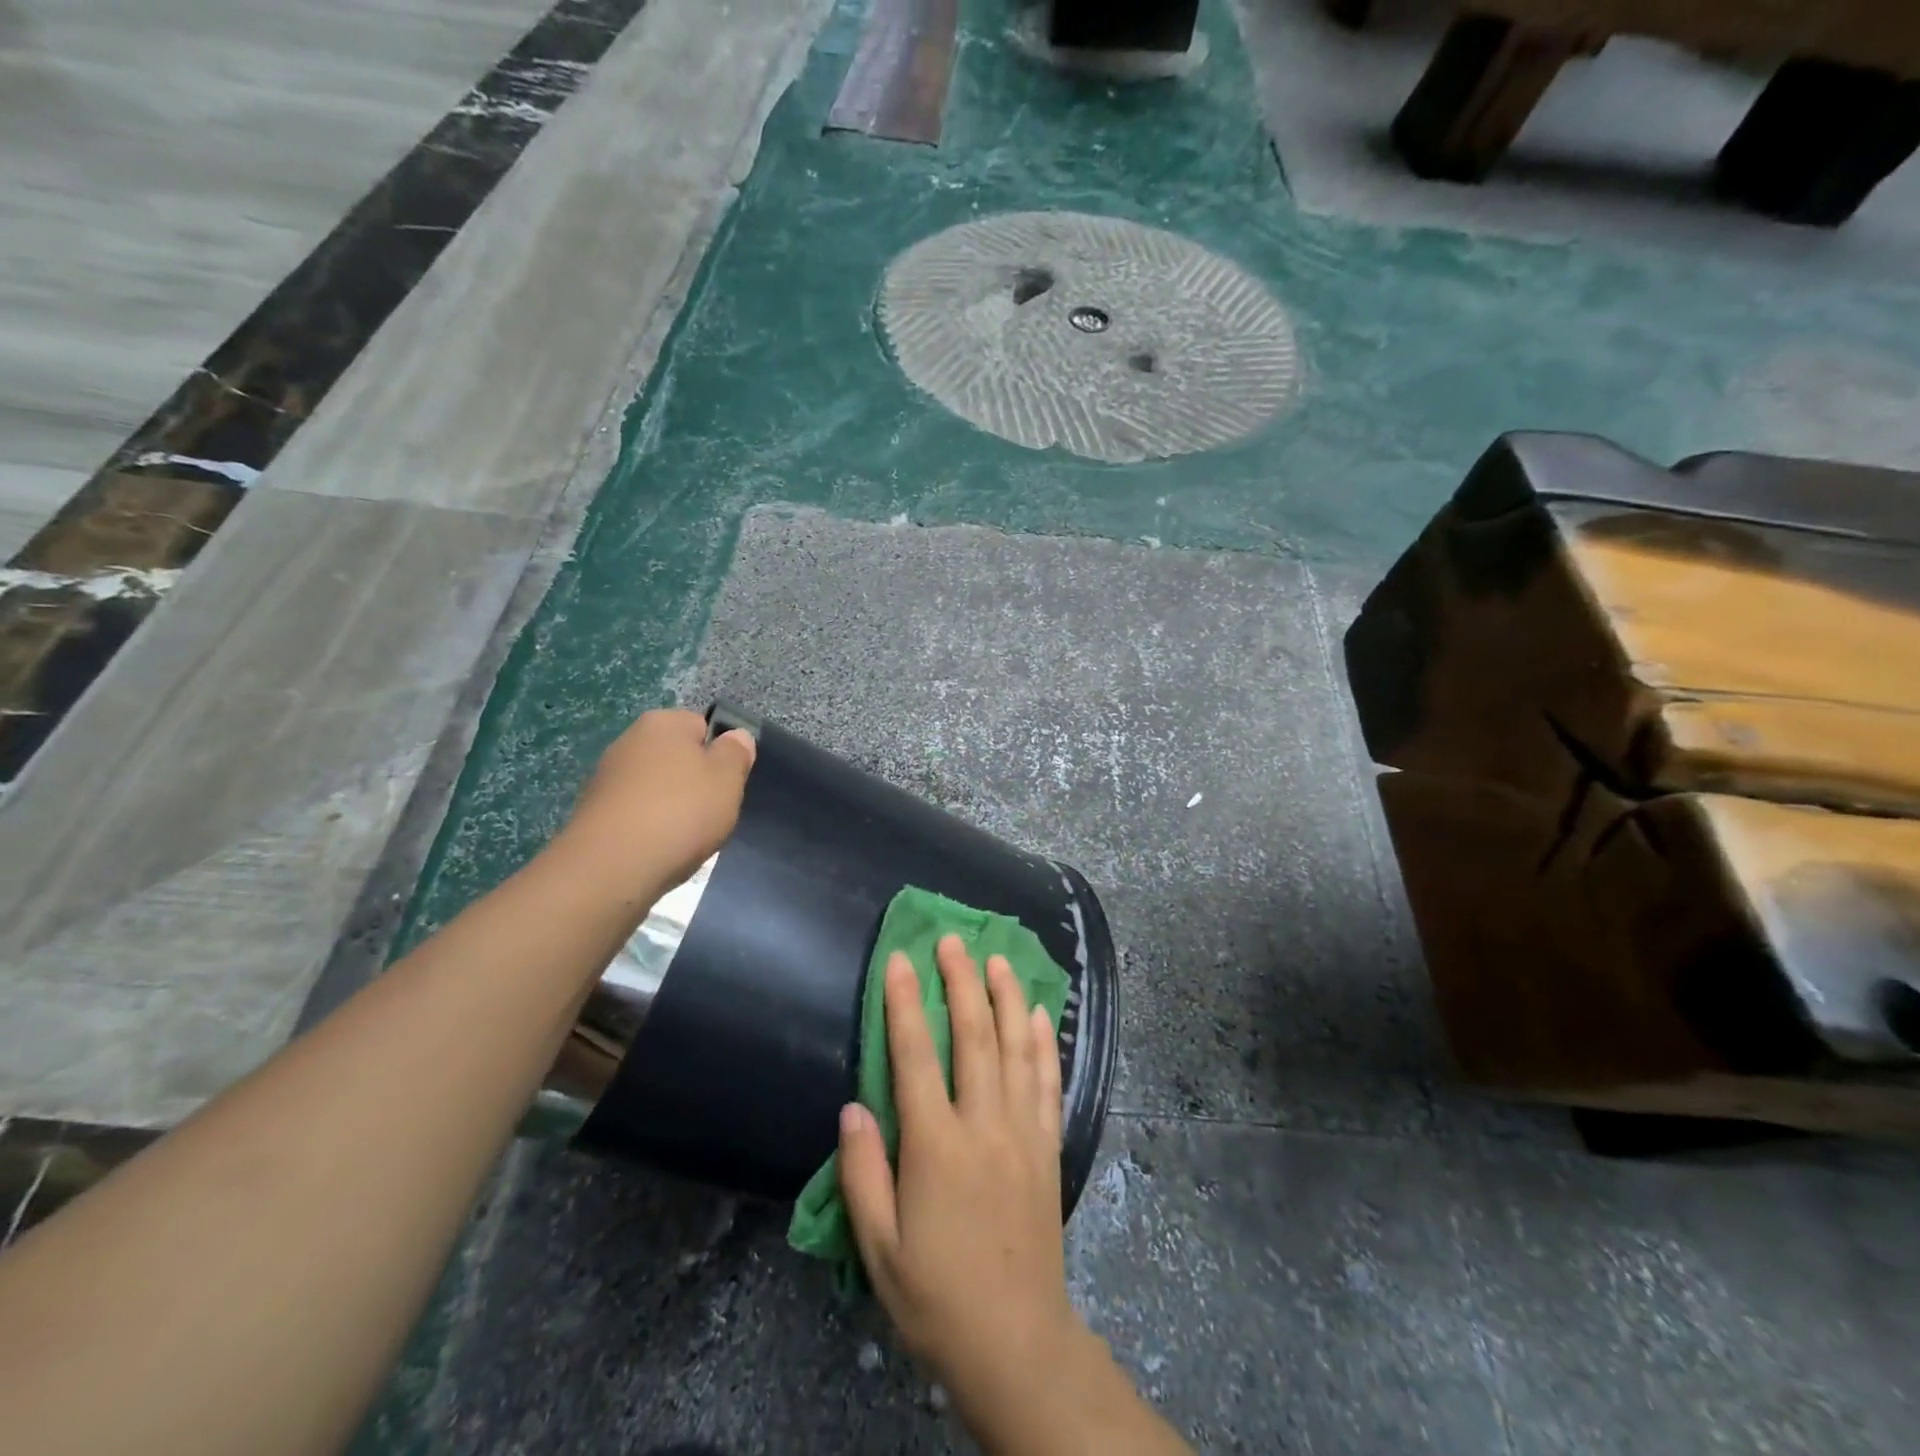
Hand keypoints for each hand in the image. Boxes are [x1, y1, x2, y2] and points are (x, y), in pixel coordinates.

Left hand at [554, 708, 755, 900]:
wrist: (611, 867)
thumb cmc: (680, 812)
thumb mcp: (727, 779)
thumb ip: (736, 752)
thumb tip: (735, 736)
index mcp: (664, 723)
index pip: (703, 726)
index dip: (721, 754)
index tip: (728, 783)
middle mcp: (630, 740)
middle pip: (678, 757)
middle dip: (696, 782)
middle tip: (712, 811)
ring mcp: (607, 777)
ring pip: (658, 787)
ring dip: (673, 807)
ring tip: (685, 837)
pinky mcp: (595, 812)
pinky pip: (637, 813)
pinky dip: (650, 827)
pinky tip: (659, 848)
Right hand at [838, 936, 1082, 1415]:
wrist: (1016, 1342)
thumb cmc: (936, 1296)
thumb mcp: (879, 1248)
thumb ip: (862, 1173)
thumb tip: (853, 1106)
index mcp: (936, 1146)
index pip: (916, 1056)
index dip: (906, 1003)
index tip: (901, 959)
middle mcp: (984, 1125)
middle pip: (973, 1036)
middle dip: (961, 982)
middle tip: (952, 940)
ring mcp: (1023, 1132)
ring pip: (1016, 1048)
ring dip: (1006, 998)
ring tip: (997, 959)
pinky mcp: (1049, 1147)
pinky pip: (1048, 1082)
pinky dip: (1044, 1043)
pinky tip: (1040, 1015)